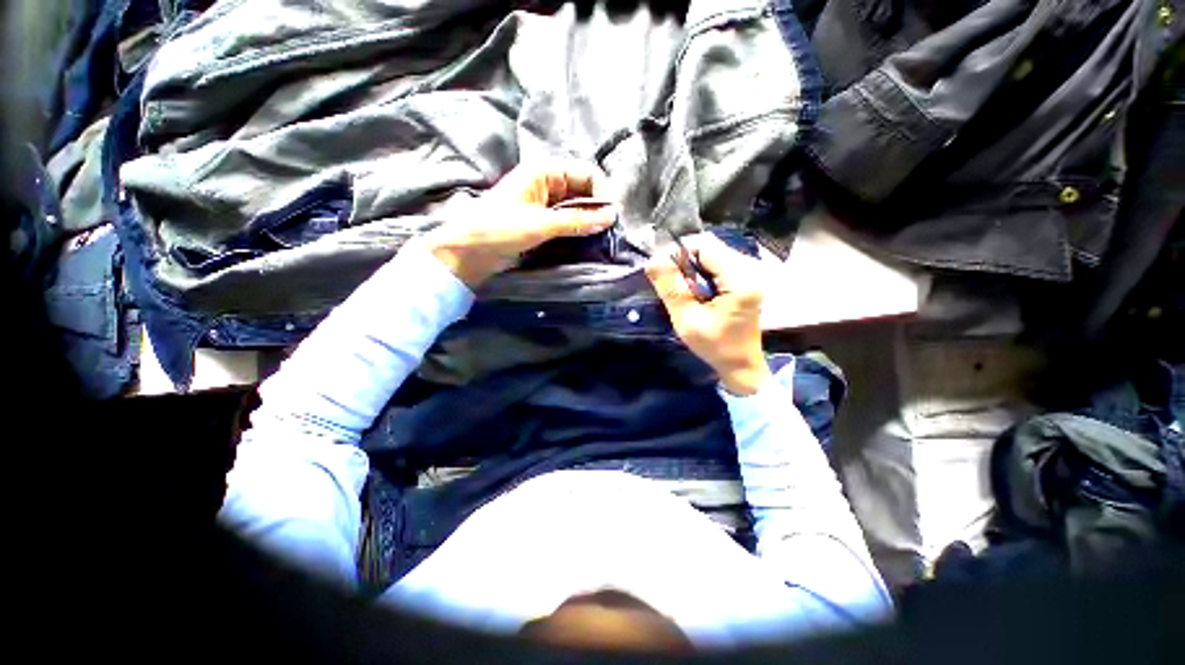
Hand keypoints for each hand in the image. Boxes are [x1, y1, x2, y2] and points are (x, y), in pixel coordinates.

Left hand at [420, 162, 616, 287]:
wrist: (470, 251)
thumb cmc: (500, 228)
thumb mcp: (540, 224)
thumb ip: (576, 221)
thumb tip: (610, 218)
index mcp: (544, 172)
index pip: (585, 173)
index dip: (601, 191)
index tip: (612, 215)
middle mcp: (548, 184)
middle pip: (583, 190)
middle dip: (598, 206)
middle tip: (610, 229)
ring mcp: (546, 204)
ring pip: (578, 207)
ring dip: (590, 219)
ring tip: (602, 236)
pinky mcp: (543, 222)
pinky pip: (569, 221)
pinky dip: (580, 228)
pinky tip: (588, 239)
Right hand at [645, 234, 770, 395]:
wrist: (742, 365)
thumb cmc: (715, 347)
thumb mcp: (687, 319)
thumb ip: (670, 288)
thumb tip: (652, 260)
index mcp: (740, 279)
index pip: (705, 246)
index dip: (680, 254)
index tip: (665, 273)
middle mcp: (749, 270)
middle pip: (709, 249)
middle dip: (686, 264)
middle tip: (675, 288)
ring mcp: (749, 274)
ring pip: (712, 257)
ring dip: (693, 271)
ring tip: (686, 294)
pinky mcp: (745, 280)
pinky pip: (717, 266)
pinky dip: (702, 276)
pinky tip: (698, 294)